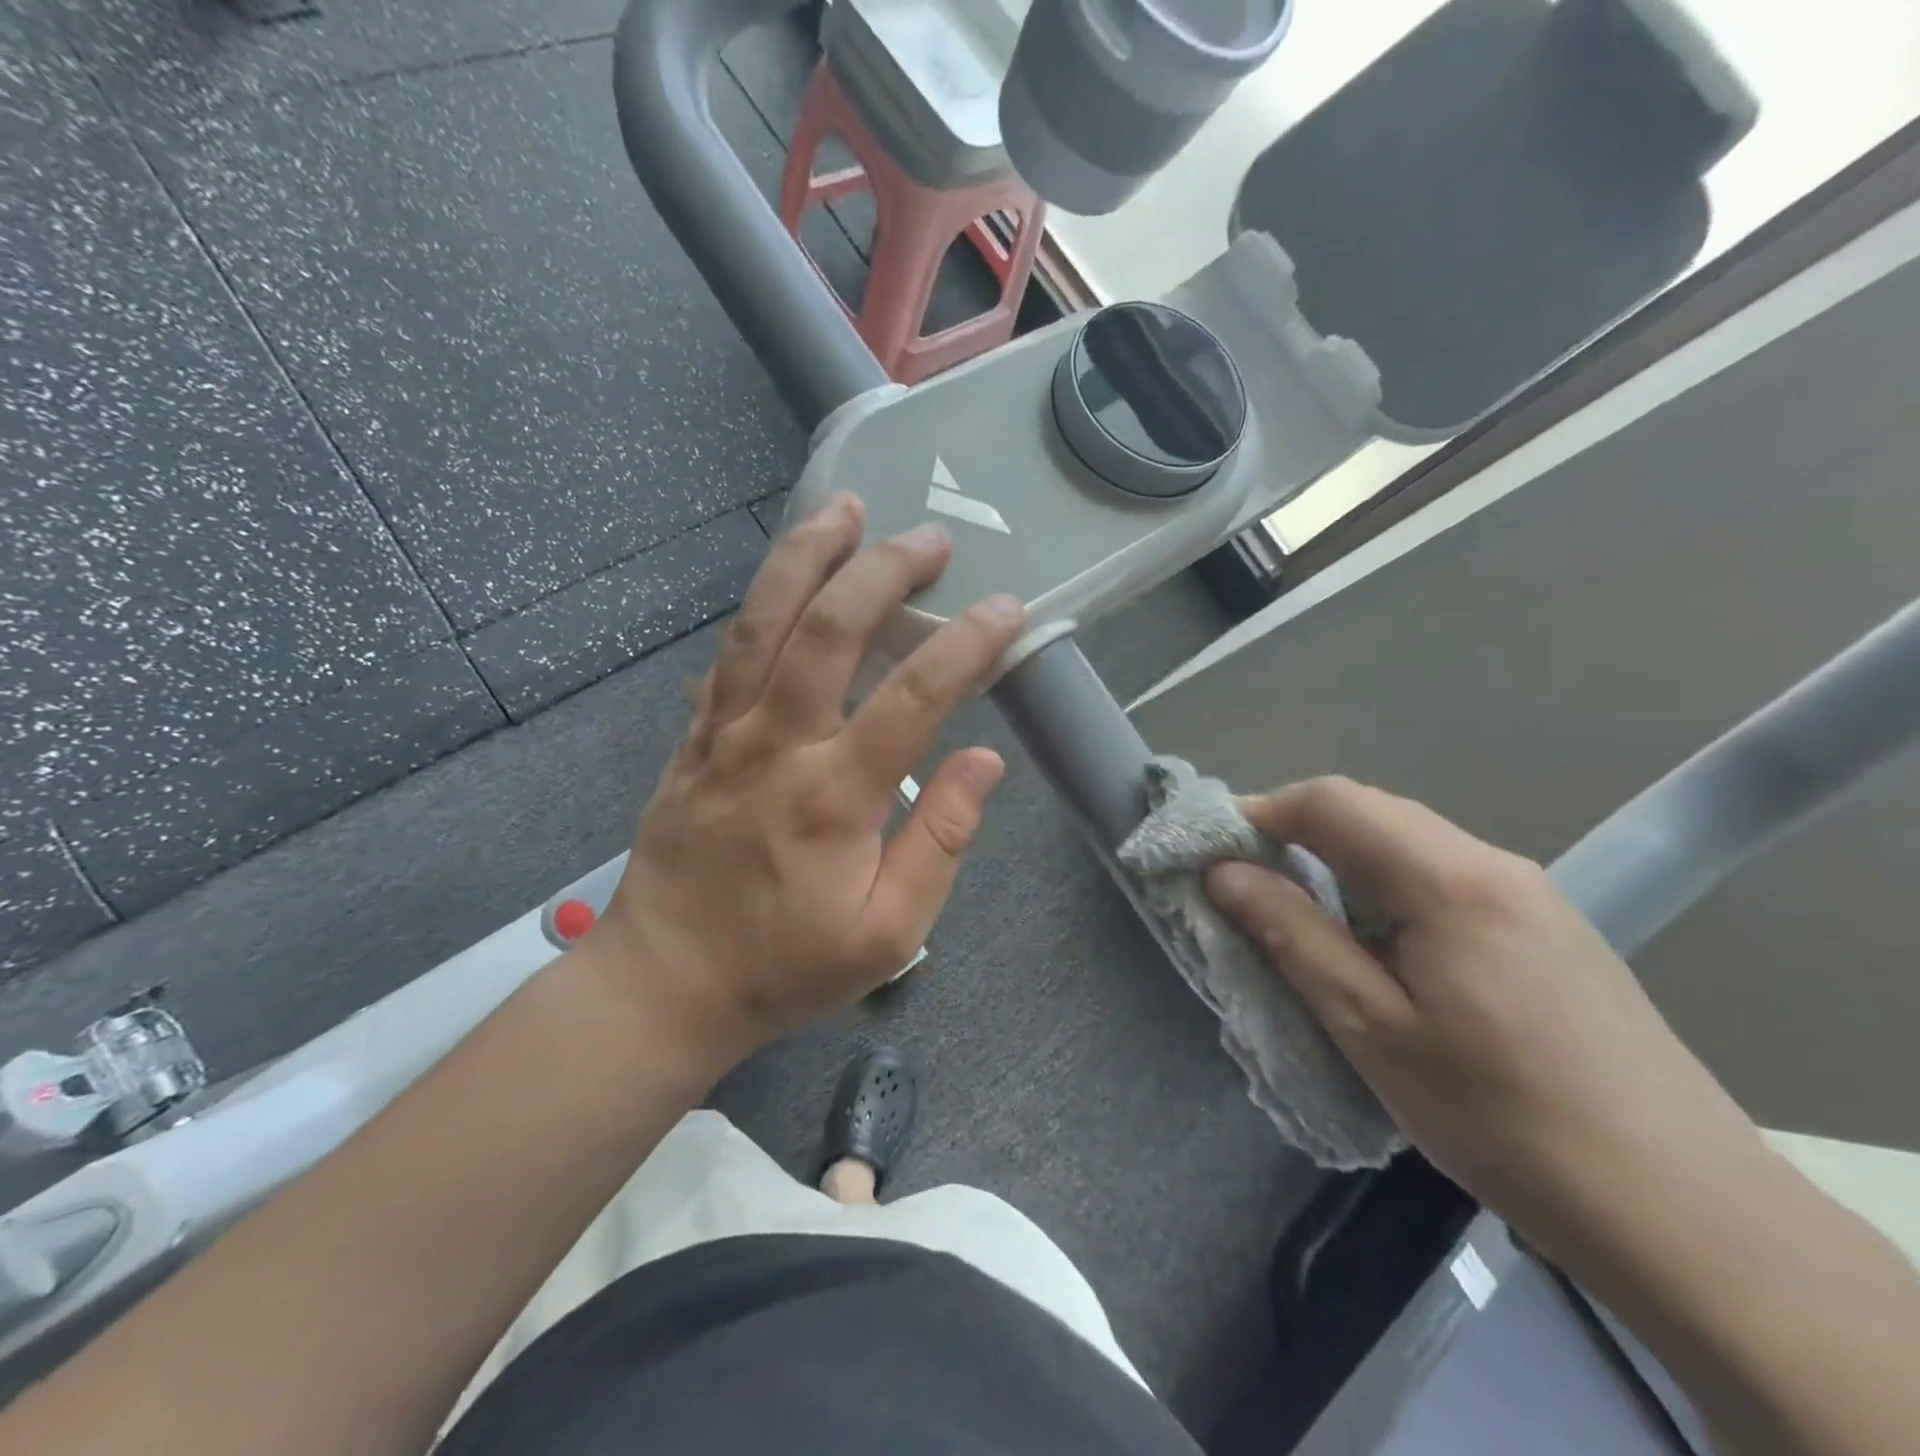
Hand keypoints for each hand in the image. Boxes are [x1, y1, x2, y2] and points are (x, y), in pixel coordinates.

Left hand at [592, 493, 1025, 1063]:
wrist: (666, 982)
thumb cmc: (787, 965)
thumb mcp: (890, 933)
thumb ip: (941, 842)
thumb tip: (984, 760)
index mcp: (835, 795)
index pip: (914, 695)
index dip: (966, 643)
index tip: (1006, 608)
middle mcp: (777, 744)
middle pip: (827, 629)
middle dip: (883, 571)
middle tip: (930, 539)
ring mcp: (725, 732)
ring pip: (763, 621)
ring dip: (807, 557)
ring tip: (846, 509)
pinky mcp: (695, 736)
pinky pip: (729, 651)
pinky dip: (762, 601)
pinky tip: (788, 574)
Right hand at [1203, 778, 1765, 1237]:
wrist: (1682, 1211)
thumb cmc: (1500, 1116)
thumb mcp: (1370, 1027)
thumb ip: (1292, 935)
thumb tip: (1223, 872)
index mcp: (1450, 879)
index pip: (1335, 801)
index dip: (1262, 811)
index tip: (1214, 850)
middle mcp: (1493, 865)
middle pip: (1373, 812)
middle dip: (1297, 832)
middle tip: (1248, 883)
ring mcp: (1530, 894)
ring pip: (1409, 843)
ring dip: (1341, 861)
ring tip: (1302, 915)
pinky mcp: (1547, 928)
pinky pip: (1443, 876)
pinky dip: (1385, 886)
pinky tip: (1378, 943)